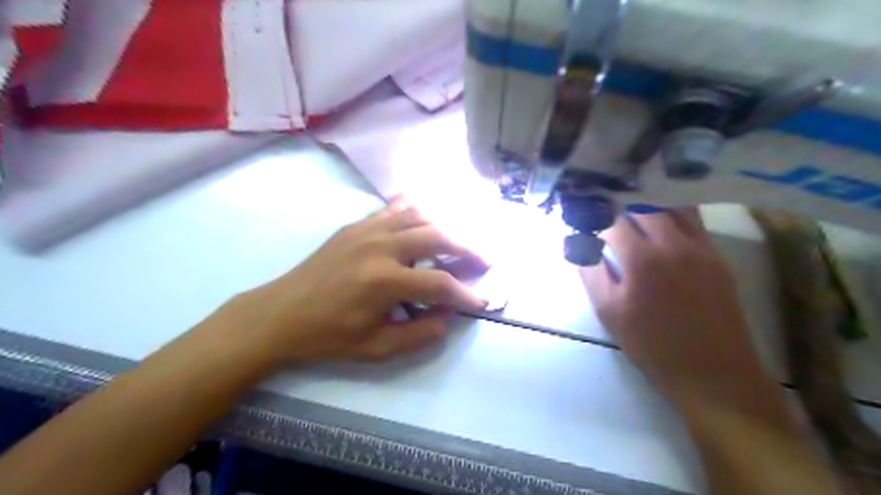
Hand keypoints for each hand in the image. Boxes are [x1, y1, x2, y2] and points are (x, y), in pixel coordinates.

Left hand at [227, 199, 489, 365]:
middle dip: (466, 249)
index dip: (466, 294)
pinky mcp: (355, 225)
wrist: (281, 314)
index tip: (483, 301)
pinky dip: (415, 211)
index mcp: (386, 281)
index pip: (441, 284)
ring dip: (444, 227)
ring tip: (457, 242)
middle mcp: (381, 247)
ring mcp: (367, 230)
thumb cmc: (329, 336)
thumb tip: (449, 314)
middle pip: (438, 237)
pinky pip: (393, 208)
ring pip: (419, 216)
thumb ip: (421, 333)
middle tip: (482, 260)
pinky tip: (424, 218)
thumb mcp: (377, 348)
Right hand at [583, 209, 771, 409]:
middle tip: (604, 201)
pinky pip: (694, 220)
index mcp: (642, 259)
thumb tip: (578, 242)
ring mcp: (701, 247)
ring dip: (649, 200)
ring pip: (673, 205)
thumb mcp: (608, 311)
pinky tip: (660, 218)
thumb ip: (590, 271)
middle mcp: (673, 243)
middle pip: (644, 204)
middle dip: (620, 200)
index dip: (595, 211)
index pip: (613, 219)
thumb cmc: (651, 345)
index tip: (583, 209)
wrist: (713, 373)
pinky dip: (673, 211)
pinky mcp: (717, 255)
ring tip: (631, 202)